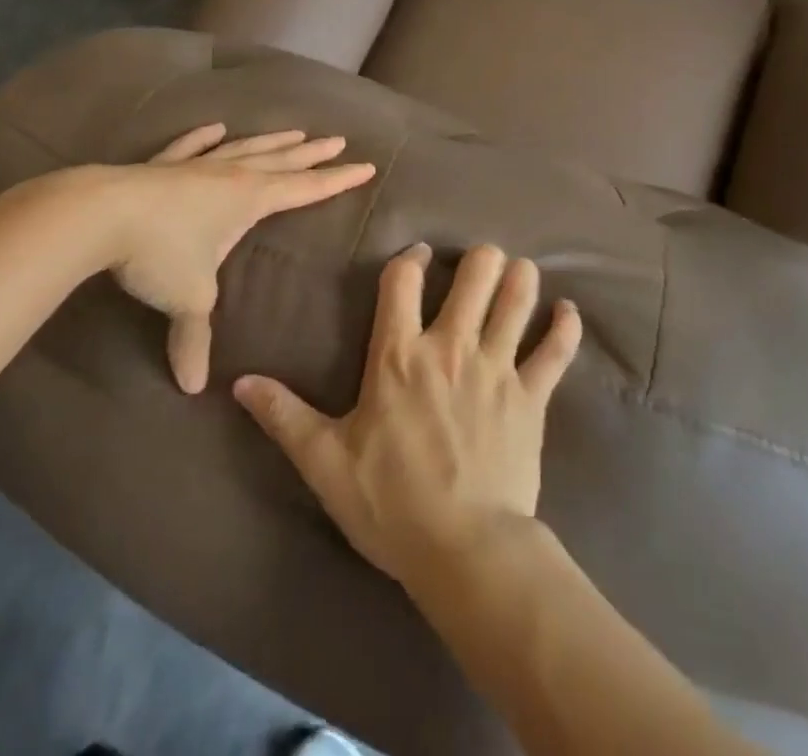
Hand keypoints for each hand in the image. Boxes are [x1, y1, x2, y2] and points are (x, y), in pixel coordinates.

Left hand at [106, 124, 376, 394]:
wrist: (102, 215)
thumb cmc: (159, 253)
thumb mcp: (187, 300)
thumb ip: (194, 340)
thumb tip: (191, 387)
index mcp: (250, 200)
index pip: (306, 189)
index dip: (337, 180)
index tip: (366, 165)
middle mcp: (231, 176)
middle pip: (282, 161)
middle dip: (313, 154)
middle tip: (338, 140)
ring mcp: (197, 166)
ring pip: (244, 148)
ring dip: (272, 140)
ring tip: (295, 131)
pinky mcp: (163, 165)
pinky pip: (191, 147)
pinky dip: (205, 138)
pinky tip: (216, 127)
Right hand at [234, 243, 581, 591]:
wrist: (464, 550)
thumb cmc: (390, 503)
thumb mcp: (325, 462)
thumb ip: (284, 416)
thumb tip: (239, 384)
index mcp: (398, 354)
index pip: (403, 280)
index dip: (411, 258)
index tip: (419, 256)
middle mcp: (450, 346)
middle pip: (474, 273)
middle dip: (479, 258)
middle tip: (478, 262)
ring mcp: (497, 367)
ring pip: (517, 298)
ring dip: (520, 278)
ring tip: (519, 273)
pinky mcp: (532, 395)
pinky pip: (556, 350)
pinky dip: (565, 327)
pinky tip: (568, 312)